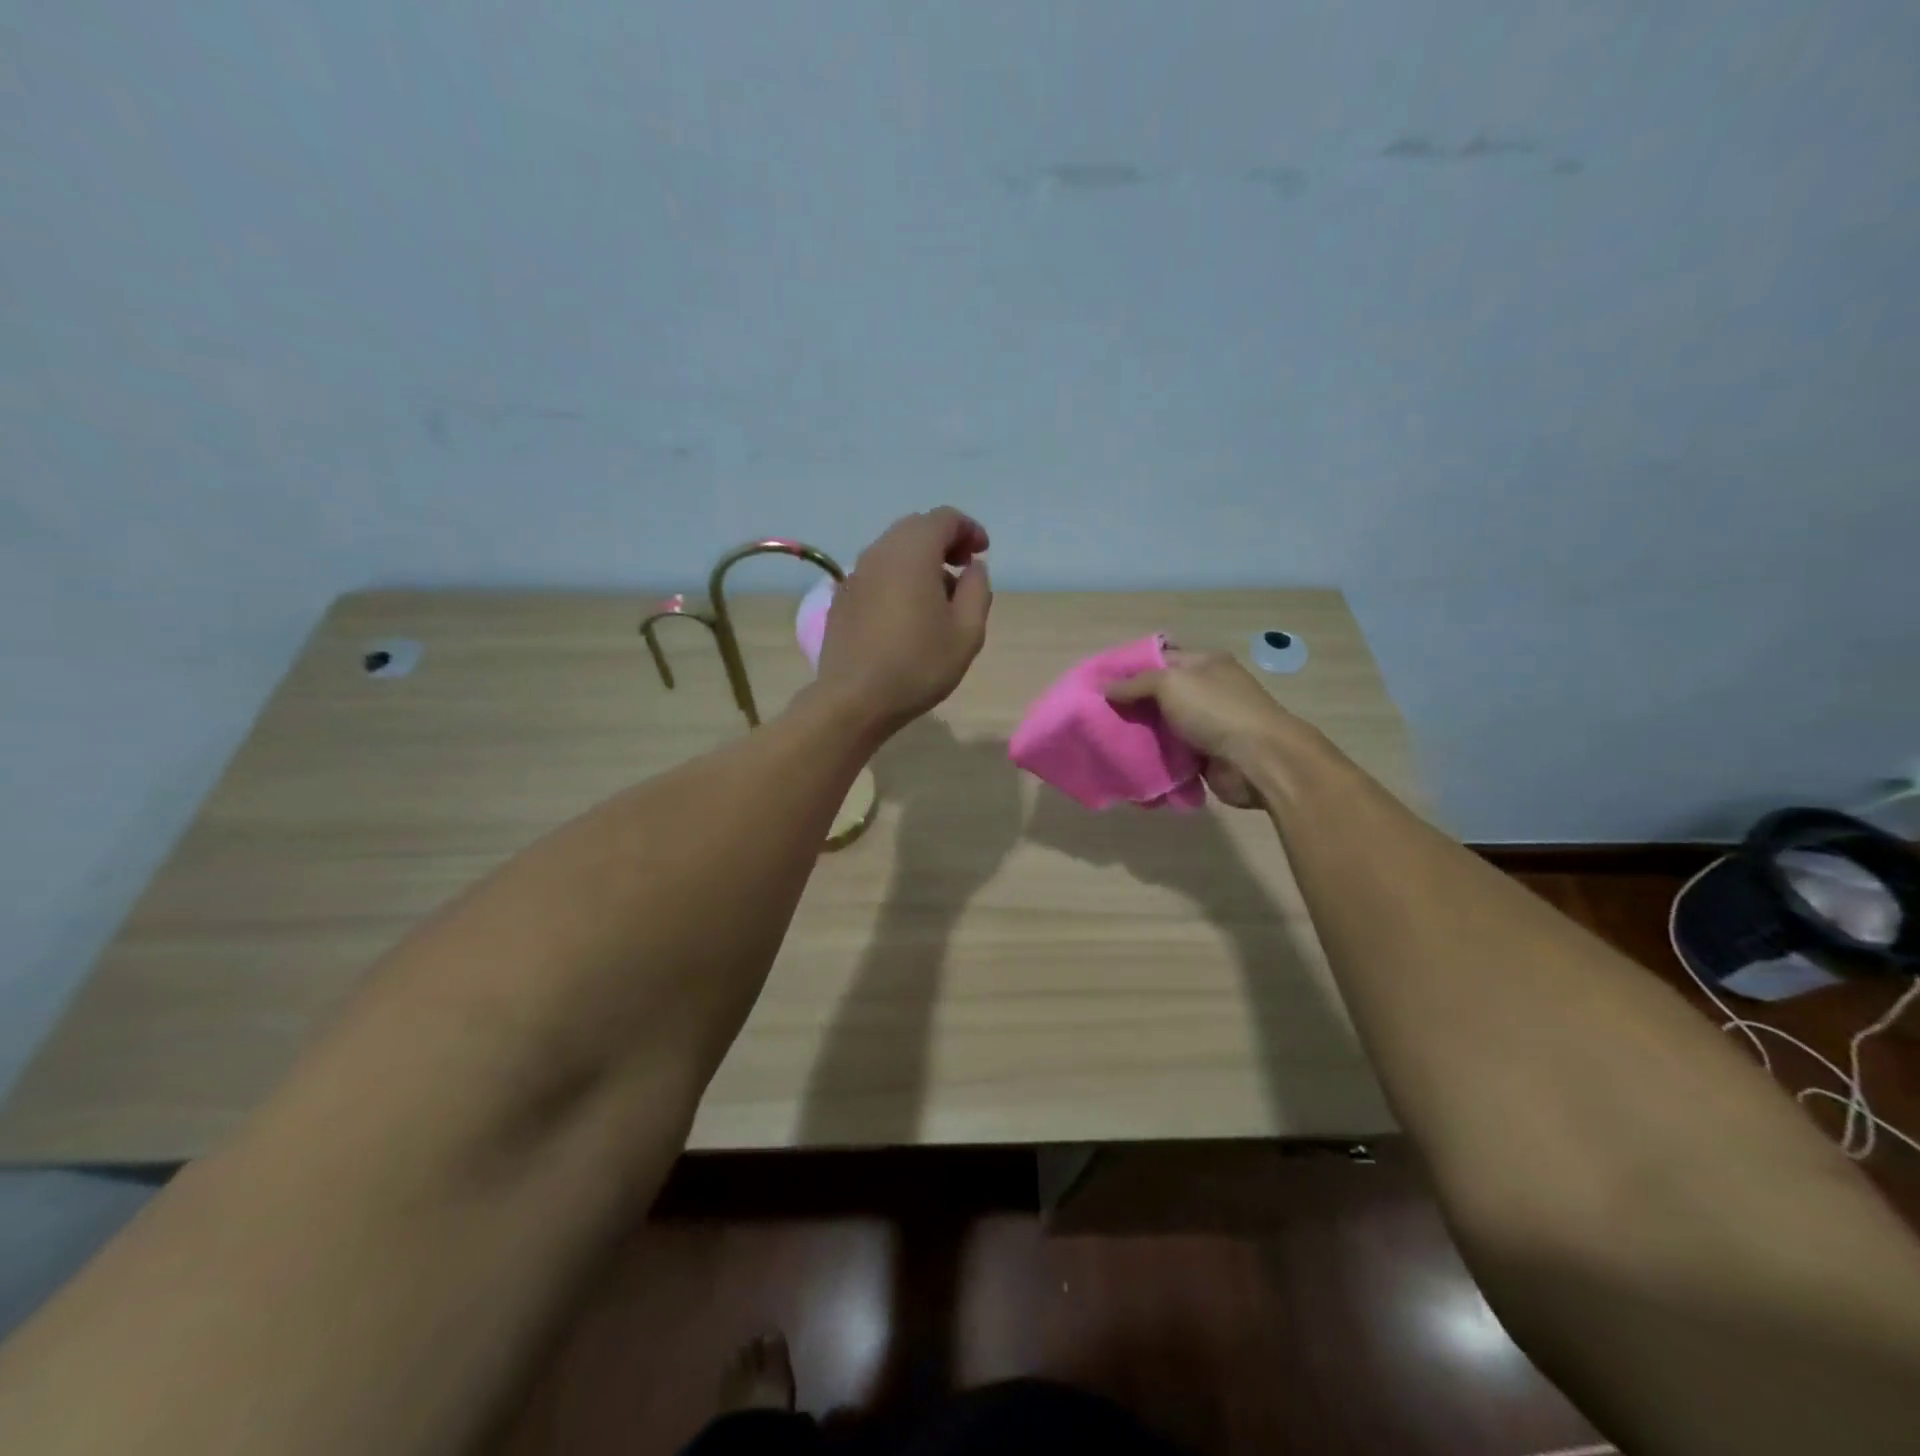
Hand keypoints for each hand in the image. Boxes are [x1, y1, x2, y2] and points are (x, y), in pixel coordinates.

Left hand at [814, 507, 991, 735]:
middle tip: (963, 568)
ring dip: (920, 560)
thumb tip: (973, 568)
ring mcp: (855, 574)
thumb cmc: (918, 665)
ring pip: (893, 549)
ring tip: (938, 595)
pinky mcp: (842, 598)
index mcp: (912, 553)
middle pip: (915, 528)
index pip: (944, 518)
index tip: (982, 553)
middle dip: (944, 540)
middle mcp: (880, 553)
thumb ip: (977, 590)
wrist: (854, 699)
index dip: (968, 529)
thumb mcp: (967, 632)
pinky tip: (906, 612)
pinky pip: (876, 572)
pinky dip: (897, 577)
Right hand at [1103, 650, 1302, 807]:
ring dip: (1140, 735)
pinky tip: (1129, 764)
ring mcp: (1208, 725)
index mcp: (1205, 664)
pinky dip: (1155, 760)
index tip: (1099, 682)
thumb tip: (1105, 688)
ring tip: (1106, 741)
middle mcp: (1208, 691)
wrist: (1258, 761)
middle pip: (1160, 695)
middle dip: (1131, 705)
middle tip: (1097, 715)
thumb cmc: (1216, 711)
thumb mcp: (1171, 684)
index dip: (1130, 668)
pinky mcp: (1206, 756)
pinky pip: (1173, 756)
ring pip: (1164, 727)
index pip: (1161, 657)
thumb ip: (1136, 684)